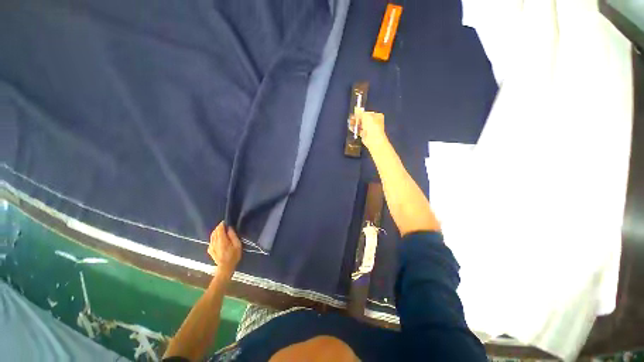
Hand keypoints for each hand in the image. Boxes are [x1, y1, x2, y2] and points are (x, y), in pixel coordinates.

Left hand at [208, 222, 241, 278]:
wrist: (225, 268)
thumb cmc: (233, 256)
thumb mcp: (237, 245)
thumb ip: (233, 235)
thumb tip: (229, 228)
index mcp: (221, 240)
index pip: (219, 229)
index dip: (222, 224)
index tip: (226, 221)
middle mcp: (214, 242)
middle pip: (215, 231)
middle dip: (219, 227)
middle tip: (224, 225)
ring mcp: (211, 246)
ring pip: (212, 236)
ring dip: (216, 231)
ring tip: (221, 230)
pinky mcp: (210, 250)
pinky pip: (211, 240)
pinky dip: (214, 237)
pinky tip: (218, 238)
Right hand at [349, 110, 386, 149]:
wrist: (373, 139)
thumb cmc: (372, 126)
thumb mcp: (365, 116)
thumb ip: (360, 113)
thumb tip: (356, 110)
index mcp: (376, 116)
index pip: (367, 113)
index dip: (360, 113)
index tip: (354, 113)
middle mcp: (373, 122)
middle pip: (363, 119)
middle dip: (357, 119)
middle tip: (351, 118)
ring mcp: (369, 129)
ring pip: (360, 125)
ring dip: (355, 124)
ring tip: (350, 123)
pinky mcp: (365, 135)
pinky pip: (359, 131)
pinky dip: (355, 129)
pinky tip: (351, 128)